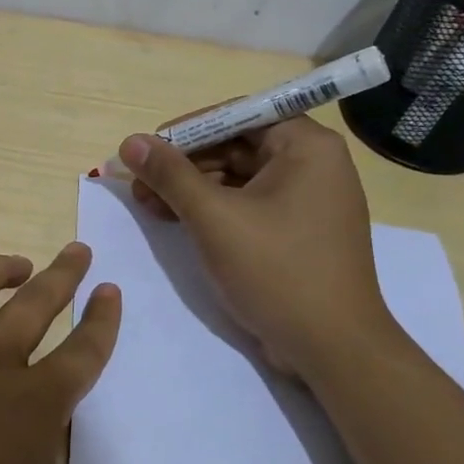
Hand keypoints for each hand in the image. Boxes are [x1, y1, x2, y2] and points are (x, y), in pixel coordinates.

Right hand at [120, 117, 398, 378]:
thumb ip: (170, 175)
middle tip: (140, 183)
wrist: (332, 348)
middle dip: (184, 164)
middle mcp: (313, 164)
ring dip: (191, 188)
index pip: (238, 115)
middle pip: (235, 145)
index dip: (188, 130)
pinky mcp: (297, 231)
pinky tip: (176, 221)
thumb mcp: (214, 218)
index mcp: (306, 146)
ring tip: (148, 205)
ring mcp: (307, 200)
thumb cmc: (277, 271)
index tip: (148, 149)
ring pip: (238, 177)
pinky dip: (213, 210)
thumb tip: (130, 142)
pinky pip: (248, 204)